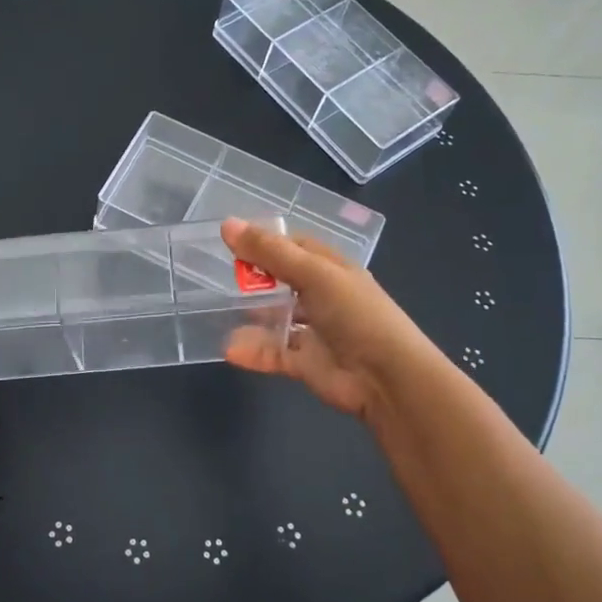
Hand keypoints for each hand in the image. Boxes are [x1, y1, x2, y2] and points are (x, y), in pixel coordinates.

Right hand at [220, 216, 429, 422]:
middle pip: (280, 281)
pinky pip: (272, 353)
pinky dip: (253, 352)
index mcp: (330, 269)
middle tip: (215, 275)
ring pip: (274, 319)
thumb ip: (270, 252)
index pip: (294, 247)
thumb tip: (227, 224)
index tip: (230, 239)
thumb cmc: (356, 314)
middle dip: (252, 278)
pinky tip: (230, 349)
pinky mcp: (304, 362)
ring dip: (249, 317)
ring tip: (215, 312)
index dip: (264, 241)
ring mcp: (313, 331)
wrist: (386, 377)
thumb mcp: (314, 274)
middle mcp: (321, 296)